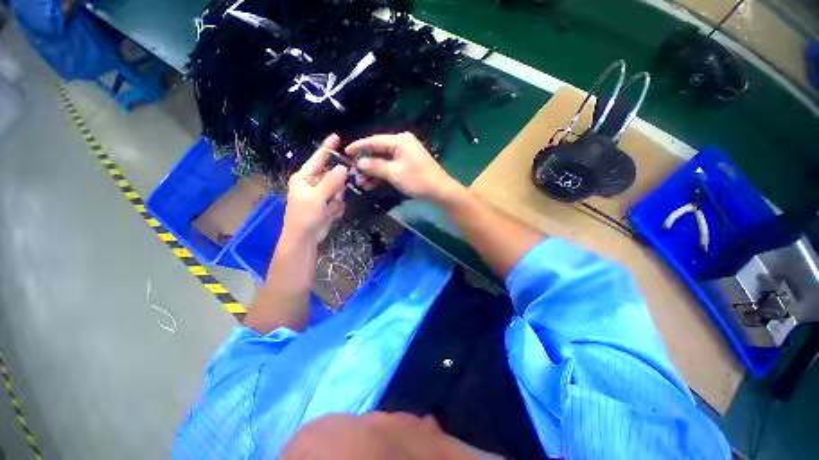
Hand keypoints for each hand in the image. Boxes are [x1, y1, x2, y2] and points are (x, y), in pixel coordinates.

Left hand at [284, 134, 347, 242]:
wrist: (305, 239)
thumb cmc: (304, 216)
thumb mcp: (317, 198)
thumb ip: (331, 182)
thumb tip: (343, 168)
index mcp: (304, 177)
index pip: (318, 159)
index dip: (327, 148)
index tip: (336, 137)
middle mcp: (313, 183)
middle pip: (333, 176)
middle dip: (336, 187)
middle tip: (333, 196)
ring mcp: (322, 195)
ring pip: (339, 189)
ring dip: (336, 199)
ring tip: (328, 209)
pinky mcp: (328, 205)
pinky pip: (340, 201)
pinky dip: (337, 208)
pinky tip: (329, 215)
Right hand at [345, 132, 463, 203]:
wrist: (439, 190)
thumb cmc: (417, 180)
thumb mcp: (394, 173)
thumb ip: (375, 166)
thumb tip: (359, 163)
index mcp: (400, 140)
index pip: (374, 141)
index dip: (359, 146)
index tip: (345, 152)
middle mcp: (402, 143)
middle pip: (378, 150)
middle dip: (366, 162)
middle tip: (353, 172)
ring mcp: (406, 153)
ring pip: (384, 160)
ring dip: (373, 171)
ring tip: (362, 182)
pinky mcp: (408, 163)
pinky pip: (391, 165)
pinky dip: (382, 173)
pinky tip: (372, 183)